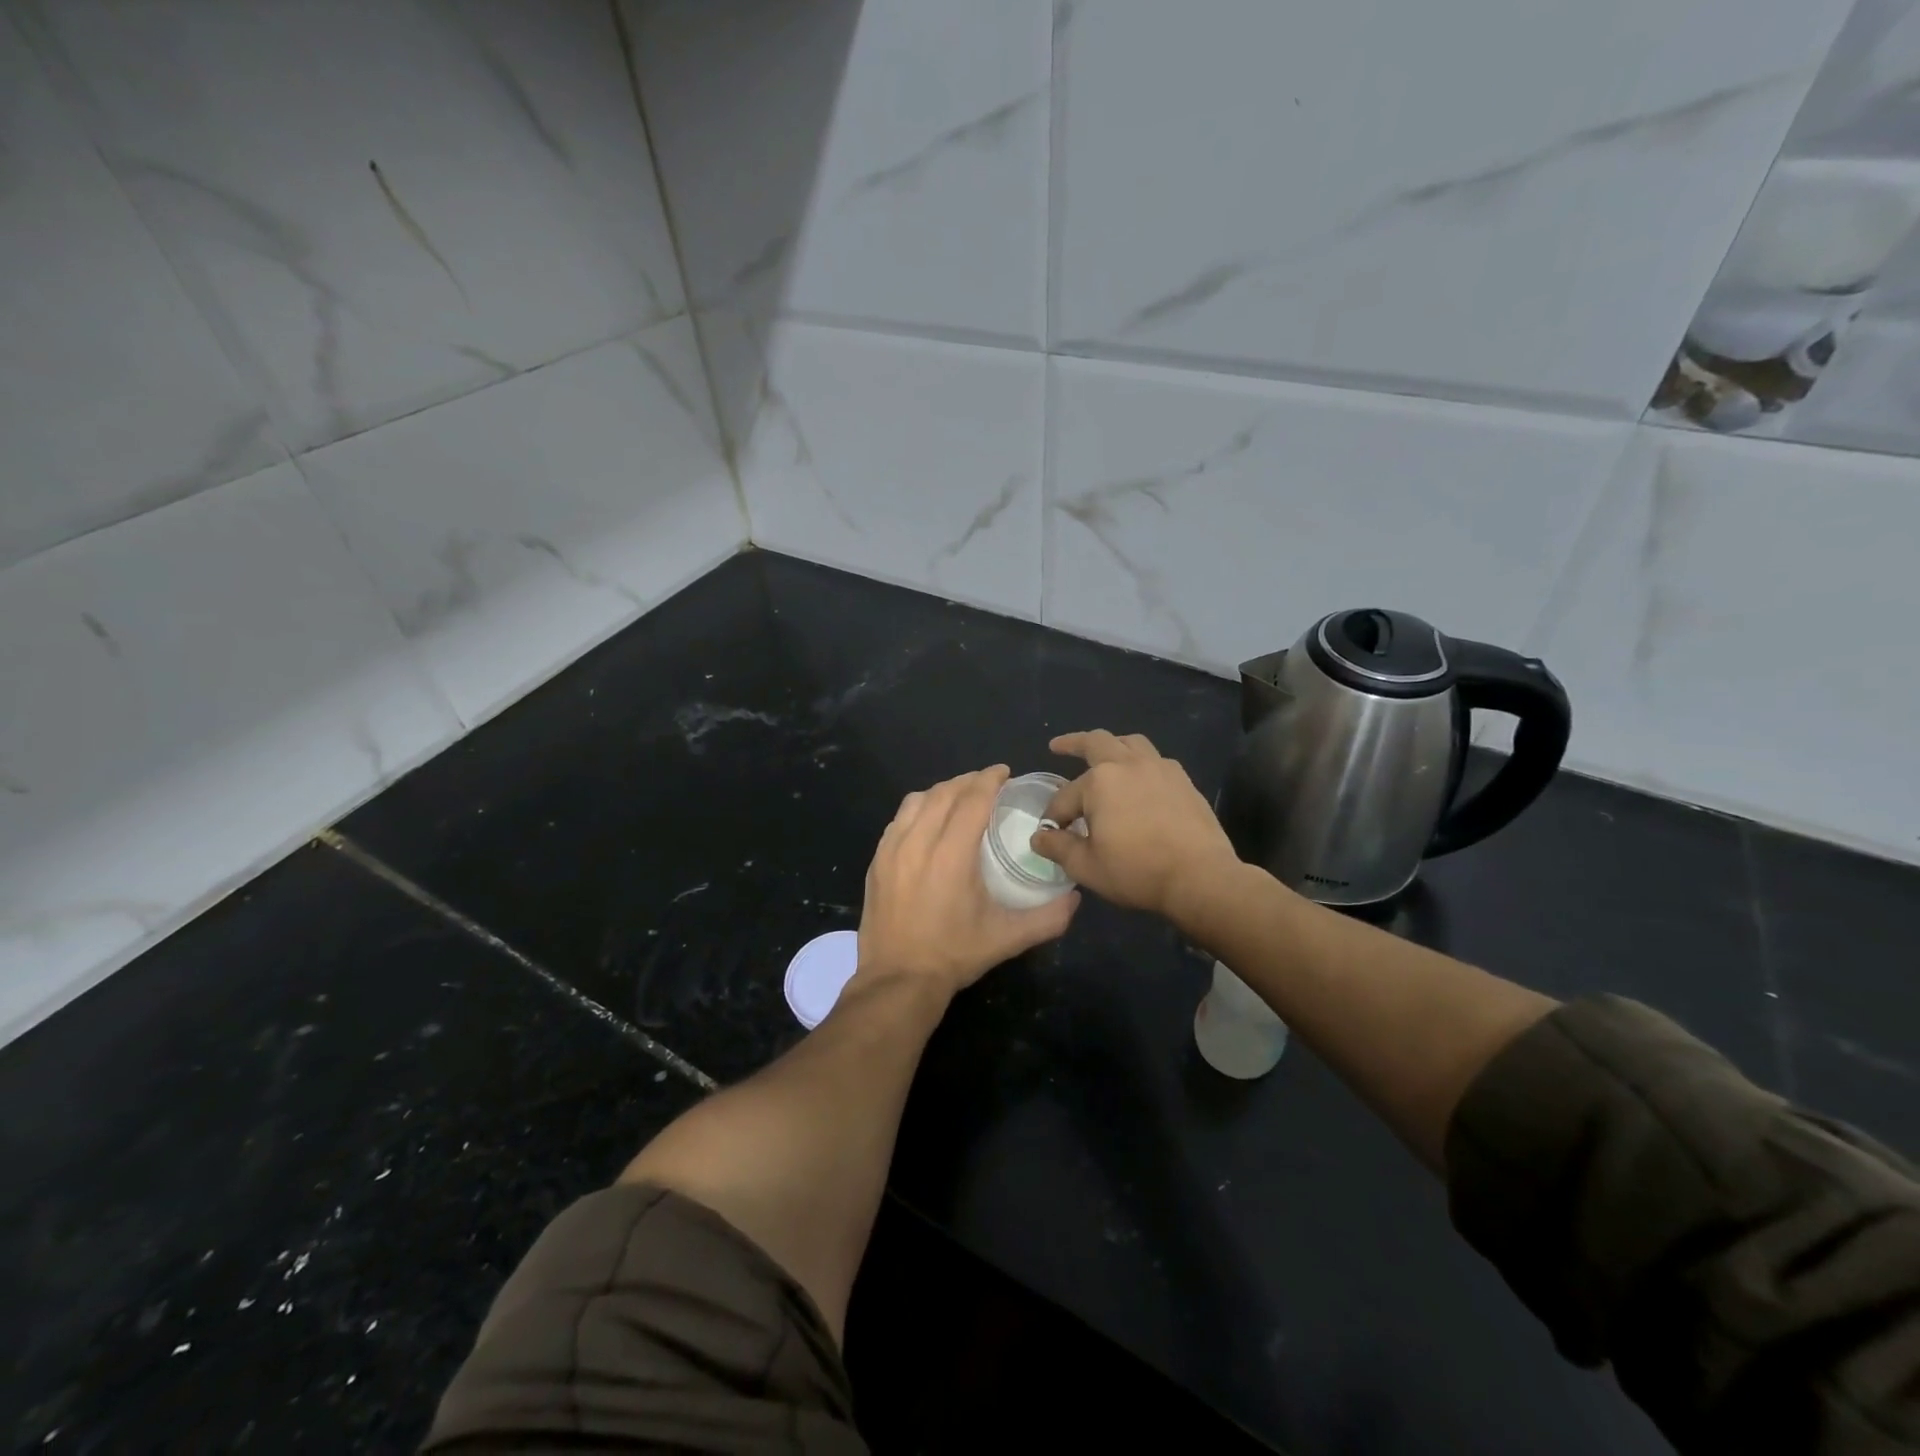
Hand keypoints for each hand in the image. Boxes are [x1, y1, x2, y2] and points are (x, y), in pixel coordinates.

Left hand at [856, 765, 1079, 1001]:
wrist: (897, 981)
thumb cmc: (954, 956)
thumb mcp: (1007, 939)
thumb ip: (1048, 918)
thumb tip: (1076, 898)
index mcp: (951, 856)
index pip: (971, 799)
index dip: (989, 779)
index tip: (1004, 771)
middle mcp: (918, 843)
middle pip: (944, 793)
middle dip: (968, 780)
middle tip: (988, 783)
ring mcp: (891, 850)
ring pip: (916, 801)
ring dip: (941, 791)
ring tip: (959, 796)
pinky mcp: (876, 861)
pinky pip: (898, 819)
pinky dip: (918, 809)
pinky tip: (928, 821)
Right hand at [1031, 731, 1239, 921]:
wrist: (1200, 877)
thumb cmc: (1137, 871)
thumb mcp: (1086, 866)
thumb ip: (1058, 847)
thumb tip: (1039, 837)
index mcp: (1099, 782)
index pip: (1065, 797)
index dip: (1054, 816)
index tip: (1051, 835)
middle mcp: (1128, 764)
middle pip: (1096, 742)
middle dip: (1073, 743)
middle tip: (1058, 746)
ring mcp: (1160, 768)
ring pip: (1130, 743)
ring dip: (1112, 745)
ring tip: (1104, 755)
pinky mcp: (1183, 781)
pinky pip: (1156, 760)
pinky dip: (1140, 763)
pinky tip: (1140, 780)